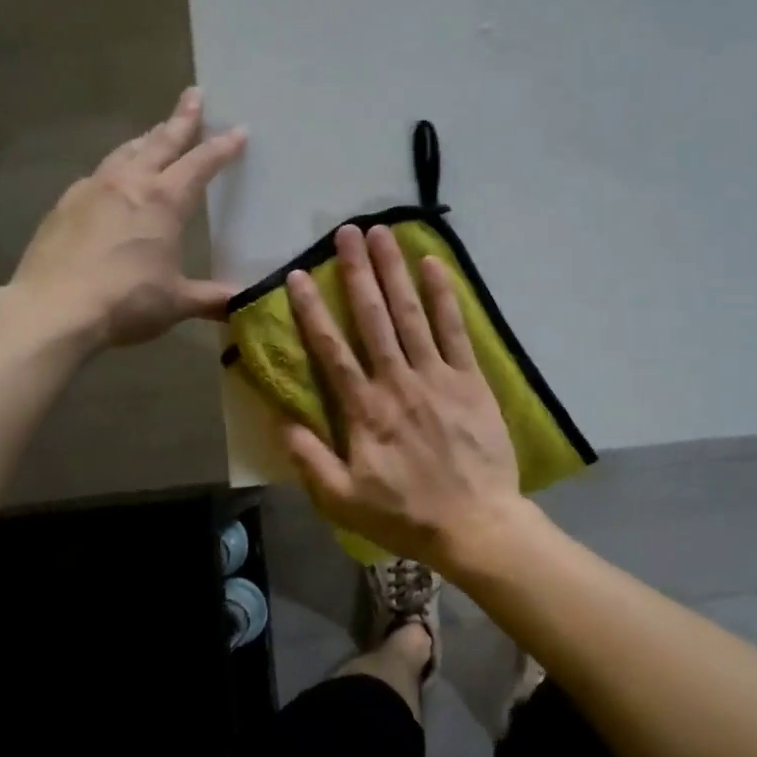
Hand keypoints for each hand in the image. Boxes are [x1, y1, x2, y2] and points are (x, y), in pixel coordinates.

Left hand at [12, 88, 246, 348]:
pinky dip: (113, 170)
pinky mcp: (64, 206)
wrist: (53, 309)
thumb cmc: (126, 302)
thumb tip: (244, 301)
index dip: (222, 147)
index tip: (239, 129)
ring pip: (125, 152)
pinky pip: (96, 176)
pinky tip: (111, 181)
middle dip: (181, 119)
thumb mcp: (177, 302)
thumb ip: (212, 298)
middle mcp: (128, 184)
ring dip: (145, 139)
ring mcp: (91, 190)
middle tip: (194, 95)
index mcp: (164, 201)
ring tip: (154, 133)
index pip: (201, 164)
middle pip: (160, 142)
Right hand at [284, 224, 525, 567]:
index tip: (299, 274)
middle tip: (346, 231)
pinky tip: (433, 264)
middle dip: (358, 272)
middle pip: (373, 318)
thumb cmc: (406, 515)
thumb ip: (309, 457)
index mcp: (365, 410)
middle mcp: (398, 382)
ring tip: (383, 234)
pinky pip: (455, 330)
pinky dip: (445, 296)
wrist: (476, 525)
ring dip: (395, 271)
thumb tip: (280, 418)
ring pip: (412, 314)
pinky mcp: (471, 381)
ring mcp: (438, 377)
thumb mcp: (342, 499)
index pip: (332, 349)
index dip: (313, 310)